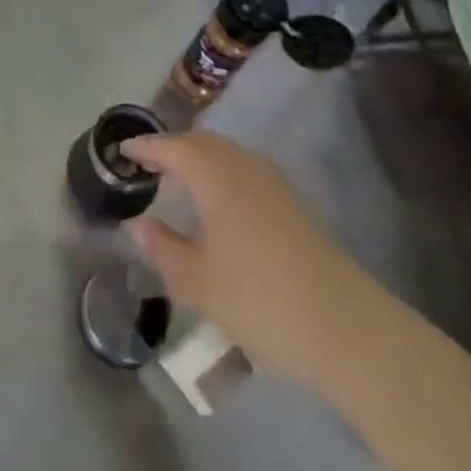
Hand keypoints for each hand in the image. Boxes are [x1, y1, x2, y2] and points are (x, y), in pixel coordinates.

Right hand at [123, 131, 381, 390]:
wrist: (346, 328)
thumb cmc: (259, 299)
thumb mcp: (196, 281)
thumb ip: (162, 247)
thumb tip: (138, 224)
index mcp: (215, 174)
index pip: (172, 147)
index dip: (146, 146)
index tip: (123, 149)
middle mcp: (245, 166)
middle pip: (202, 143)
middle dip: (174, 149)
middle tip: (149, 165)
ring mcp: (275, 183)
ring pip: (228, 156)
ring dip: (201, 162)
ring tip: (180, 184)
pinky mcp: (295, 204)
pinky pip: (247, 173)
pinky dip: (223, 177)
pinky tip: (219, 208)